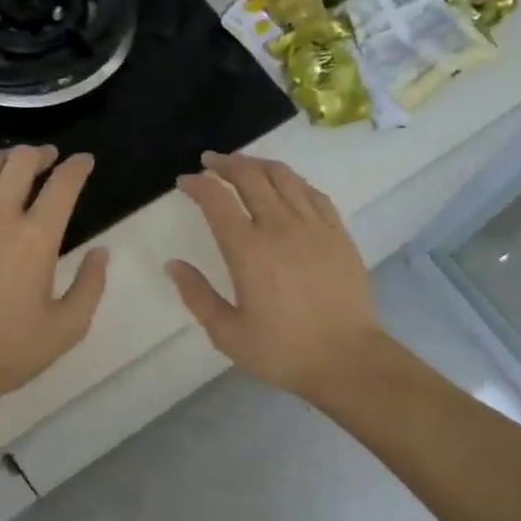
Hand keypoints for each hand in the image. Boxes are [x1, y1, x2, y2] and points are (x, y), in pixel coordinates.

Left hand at [0, 146, 108, 401]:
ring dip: (3, 160)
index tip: (84, 161)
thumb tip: (100, 253)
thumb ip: (91, 285)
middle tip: (47, 158)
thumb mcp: (67, 328)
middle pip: (20, 161)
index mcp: (36, 237)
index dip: (77, 166)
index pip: (63, 183)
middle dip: (39, 153)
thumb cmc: (7, 351)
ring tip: (10, 167)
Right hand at [166, 152, 383, 400]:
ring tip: (244, 165)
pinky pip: (313, 193)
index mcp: (248, 250)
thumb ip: (197, 295)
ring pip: (284, 177)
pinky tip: (286, 185)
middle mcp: (280, 227)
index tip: (185, 181)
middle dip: (225, 164)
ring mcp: (314, 226)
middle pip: (250, 176)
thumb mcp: (227, 334)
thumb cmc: (283, 351)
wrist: (348, 359)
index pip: (217, 200)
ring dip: (258, 164)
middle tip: (210, 162)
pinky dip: (293, 181)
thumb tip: (172, 265)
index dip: (197, 184)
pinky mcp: (338, 233)